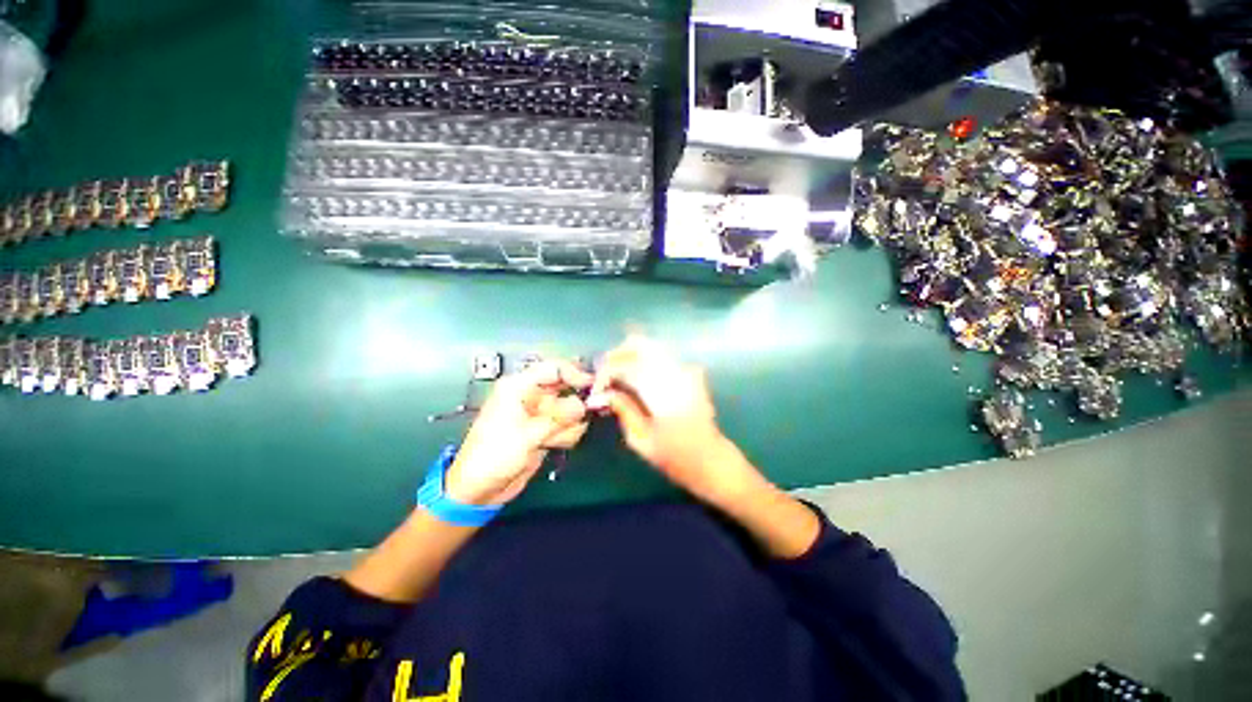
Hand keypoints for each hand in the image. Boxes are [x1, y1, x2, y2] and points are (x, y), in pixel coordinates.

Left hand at [444, 359, 591, 505]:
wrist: (479, 490)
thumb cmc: (494, 455)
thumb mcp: (527, 434)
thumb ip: (559, 417)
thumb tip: (585, 404)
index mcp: (519, 387)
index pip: (554, 368)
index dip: (575, 374)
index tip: (594, 388)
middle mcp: (532, 395)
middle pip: (566, 388)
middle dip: (575, 404)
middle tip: (584, 416)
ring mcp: (540, 413)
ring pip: (571, 409)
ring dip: (570, 425)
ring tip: (554, 440)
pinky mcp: (545, 429)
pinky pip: (568, 425)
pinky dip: (567, 434)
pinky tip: (554, 445)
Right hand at [587, 336, 763, 505]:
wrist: (712, 459)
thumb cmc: (676, 458)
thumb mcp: (642, 441)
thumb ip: (623, 411)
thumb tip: (602, 394)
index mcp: (663, 394)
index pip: (629, 367)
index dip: (608, 371)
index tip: (597, 386)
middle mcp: (676, 375)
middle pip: (643, 345)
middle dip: (619, 353)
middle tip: (604, 369)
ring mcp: (686, 371)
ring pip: (653, 347)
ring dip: (631, 354)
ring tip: (617, 371)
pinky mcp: (691, 373)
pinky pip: (663, 356)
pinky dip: (645, 358)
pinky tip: (636, 373)